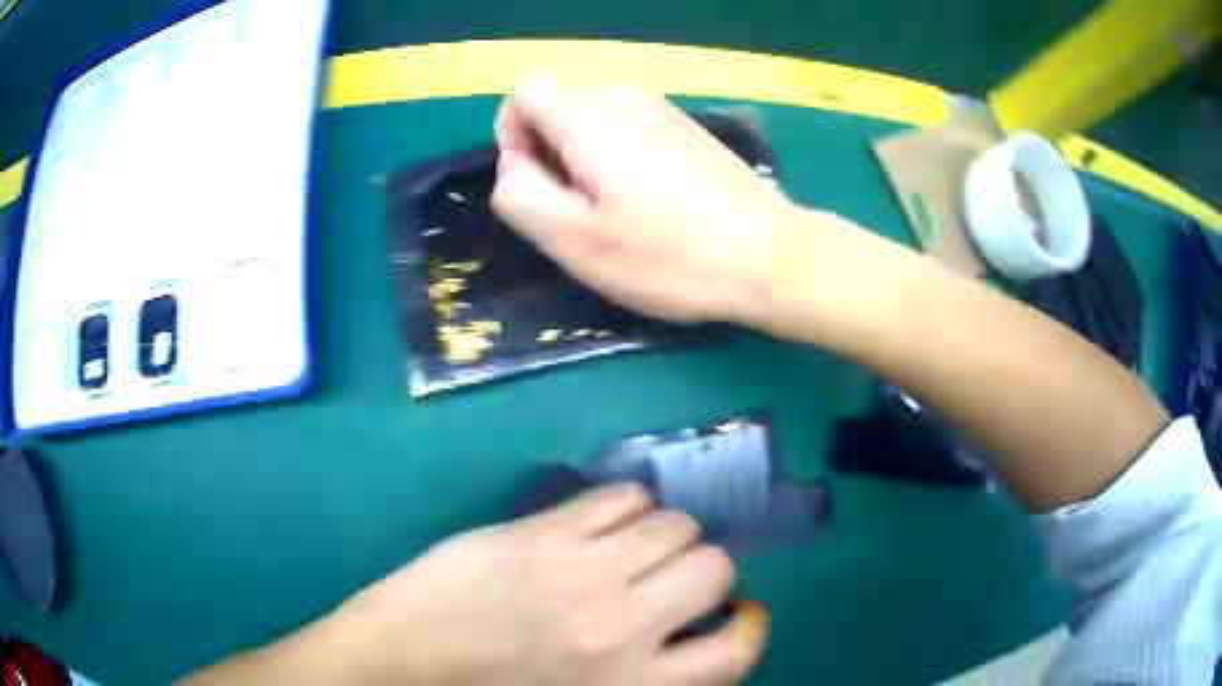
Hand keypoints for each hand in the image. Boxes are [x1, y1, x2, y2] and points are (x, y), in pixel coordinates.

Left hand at [327, 484, 767, 684]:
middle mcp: (624, 627)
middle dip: (701, 570)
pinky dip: (625, 504)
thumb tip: (690, 637)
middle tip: (666, 581)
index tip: (728, 615)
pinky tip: (600, 524)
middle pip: (714, 566)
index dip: (746, 624)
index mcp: (636, 684)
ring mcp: (582, 572)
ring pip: (673, 522)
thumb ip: (651, 677)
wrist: (404, 665)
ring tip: (630, 549)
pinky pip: (619, 495)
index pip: (739, 649)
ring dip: (663, 534)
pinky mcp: (542, 533)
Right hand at [492, 74, 797, 322]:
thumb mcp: (574, 240)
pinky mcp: (686, 128)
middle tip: (584, 214)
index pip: (522, 97)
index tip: (541, 188)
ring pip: (593, 123)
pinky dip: (621, 160)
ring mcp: (661, 108)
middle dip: (550, 156)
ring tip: (621, 214)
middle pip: (557, 110)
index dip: (514, 140)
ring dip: (586, 162)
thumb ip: (519, 194)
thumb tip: (514, 163)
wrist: (767, 255)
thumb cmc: (668, 256)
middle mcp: (623, 96)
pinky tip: (654, 204)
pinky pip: (629, 131)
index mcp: (588, 116)